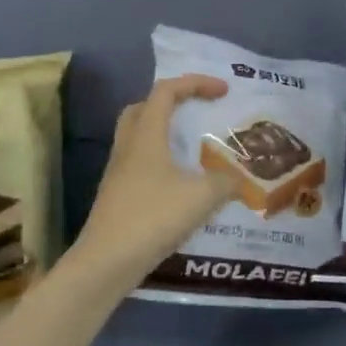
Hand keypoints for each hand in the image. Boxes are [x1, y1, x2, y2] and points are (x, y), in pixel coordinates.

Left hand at [70, 75, 239, 282]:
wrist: (107, 262)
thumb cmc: (153, 218)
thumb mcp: (201, 198)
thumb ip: (226, 182)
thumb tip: (239, 179)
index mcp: (146, 136)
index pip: (166, 92)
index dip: (195, 83)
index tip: (223, 91)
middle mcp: (128, 147)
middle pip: (143, 108)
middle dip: (172, 102)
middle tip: (196, 110)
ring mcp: (118, 172)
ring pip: (138, 136)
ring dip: (164, 132)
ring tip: (192, 147)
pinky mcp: (117, 195)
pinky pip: (139, 163)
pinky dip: (160, 161)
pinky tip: (180, 183)